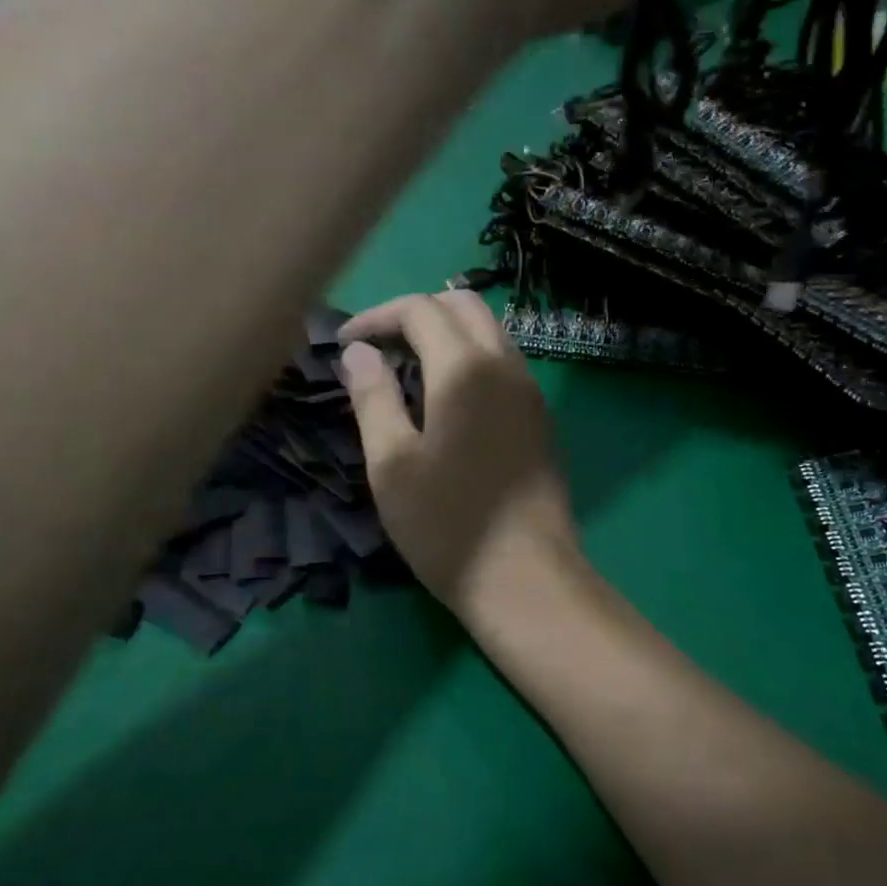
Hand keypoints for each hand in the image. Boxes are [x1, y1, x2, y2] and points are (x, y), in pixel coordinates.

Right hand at [338, 292, 579, 622]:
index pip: (420, 310)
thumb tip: (358, 353)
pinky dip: (470, 358)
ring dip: (447, 333)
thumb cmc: (446, 524)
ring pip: (489, 331)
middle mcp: (505, 365)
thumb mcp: (391, 463)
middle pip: (463, 306)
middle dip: (416, 313)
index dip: (377, 317)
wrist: (526, 579)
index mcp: (465, 368)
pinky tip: (446, 398)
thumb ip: (372, 398)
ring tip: (408, 368)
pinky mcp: (539, 419)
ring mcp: (530, 391)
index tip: (346, 344)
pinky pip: (504, 362)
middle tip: (379, 347)